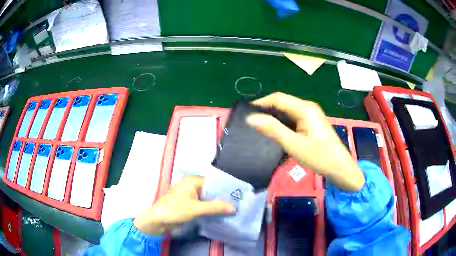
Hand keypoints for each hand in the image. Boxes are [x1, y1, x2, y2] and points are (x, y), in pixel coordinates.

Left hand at [134, 176, 235, 234]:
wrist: (157, 222)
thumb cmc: (174, 210)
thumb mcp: (196, 209)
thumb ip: (215, 207)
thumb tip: (234, 207)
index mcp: (192, 182)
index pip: (213, 182)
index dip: (226, 188)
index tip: (239, 194)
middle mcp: (192, 188)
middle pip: (212, 191)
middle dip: (223, 198)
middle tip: (239, 204)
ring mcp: (191, 198)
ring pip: (208, 200)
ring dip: (218, 205)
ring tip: (234, 210)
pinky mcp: (190, 207)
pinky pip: (204, 207)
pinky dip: (212, 211)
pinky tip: (222, 215)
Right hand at [246, 92, 364, 191]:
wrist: (340, 167)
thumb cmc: (319, 156)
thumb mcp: (294, 144)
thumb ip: (273, 129)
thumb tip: (251, 118)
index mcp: (305, 108)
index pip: (278, 98)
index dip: (261, 103)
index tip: (246, 113)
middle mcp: (308, 107)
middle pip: (283, 103)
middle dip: (266, 110)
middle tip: (251, 122)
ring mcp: (311, 115)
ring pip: (287, 111)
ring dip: (274, 118)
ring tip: (260, 128)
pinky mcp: (312, 123)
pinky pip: (293, 119)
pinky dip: (283, 124)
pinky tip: (276, 133)